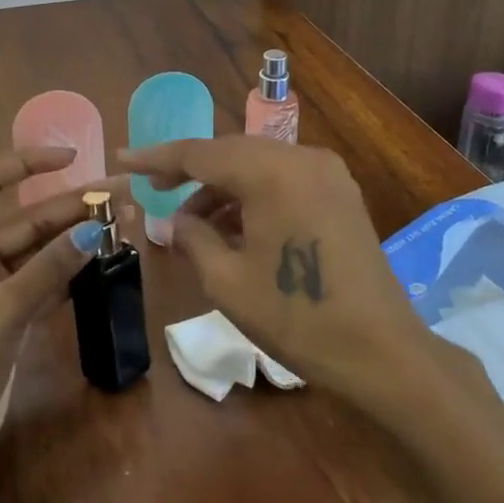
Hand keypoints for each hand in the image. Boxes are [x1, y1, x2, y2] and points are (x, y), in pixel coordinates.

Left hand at [0, 147, 117, 502]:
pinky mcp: (10, 318)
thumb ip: (49, 269)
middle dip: (72, 205)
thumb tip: (94, 230)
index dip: (27, 163)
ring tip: (125, 221)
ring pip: (41, 251)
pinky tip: (105, 259)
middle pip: (28, 219)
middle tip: (123, 194)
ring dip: (78, 237)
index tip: (71, 158)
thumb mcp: (0, 313)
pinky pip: (46, 282)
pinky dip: (72, 272)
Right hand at [117, 136, 437, 415]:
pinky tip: (233, 227)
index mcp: (272, 172)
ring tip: (191, 224)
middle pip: (232, 152)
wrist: (380, 350)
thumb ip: (193, 238)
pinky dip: (253, 195)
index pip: (202, 153)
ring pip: (258, 165)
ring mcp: (327, 173)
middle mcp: (302, 158)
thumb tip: (175, 220)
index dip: (158, 157)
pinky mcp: (340, 192)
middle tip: (154, 188)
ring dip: (222, 187)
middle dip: (191, 171)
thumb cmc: (297, 317)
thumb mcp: (228, 281)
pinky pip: (284, 180)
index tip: (123, 159)